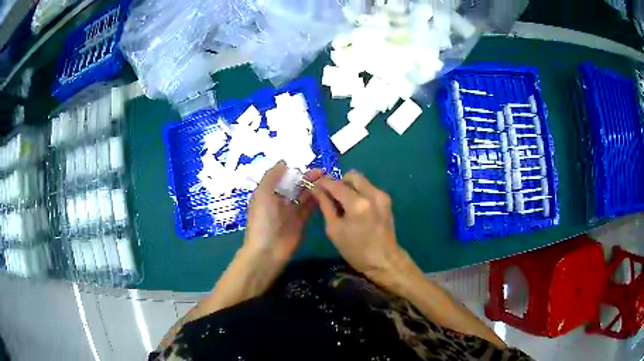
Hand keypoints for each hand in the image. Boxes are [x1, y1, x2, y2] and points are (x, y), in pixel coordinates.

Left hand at [244, 161, 323, 261]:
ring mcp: (290, 212)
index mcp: (267, 193)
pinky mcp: (301, 222)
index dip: (294, 170)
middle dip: (306, 177)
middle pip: (294, 185)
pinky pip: (309, 207)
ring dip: (313, 187)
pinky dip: (316, 199)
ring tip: (327, 179)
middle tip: (323, 171)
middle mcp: (279, 201)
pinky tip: (326, 192)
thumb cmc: (262, 220)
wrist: (268, 250)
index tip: (307, 163)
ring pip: (303, 195)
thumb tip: (284, 162)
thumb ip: (272, 176)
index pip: (282, 177)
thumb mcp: (262, 194)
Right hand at [311, 170, 407, 280]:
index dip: (322, 182)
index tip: (313, 183)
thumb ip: (325, 205)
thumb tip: (316, 189)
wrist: (384, 260)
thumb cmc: (355, 250)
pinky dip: (359, 192)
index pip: (335, 184)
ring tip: (342, 203)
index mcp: (357, 203)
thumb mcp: (334, 230)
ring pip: (361, 180)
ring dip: (349, 186)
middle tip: (331, 195)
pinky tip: (354, 207)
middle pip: (351, 175)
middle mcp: (372, 194)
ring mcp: (382, 195)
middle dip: (339, 182)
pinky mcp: (386, 200)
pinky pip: (368, 188)